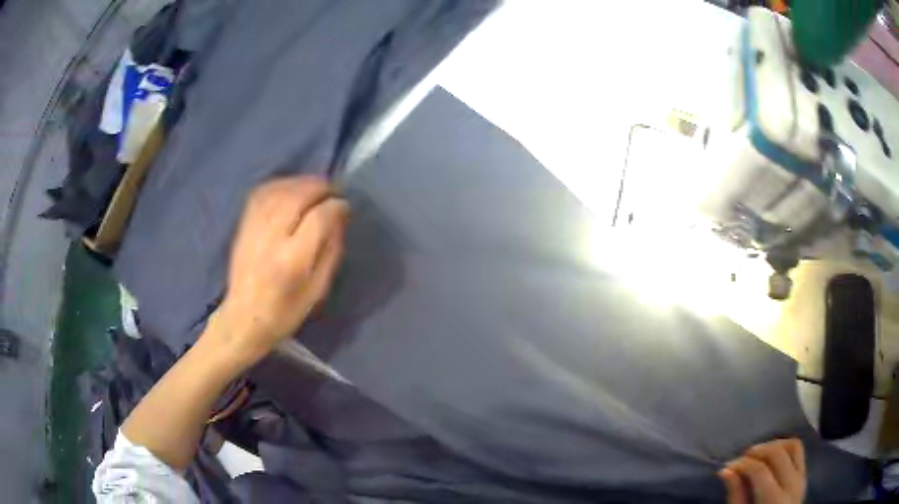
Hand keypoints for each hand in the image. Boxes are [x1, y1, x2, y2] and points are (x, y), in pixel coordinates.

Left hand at [214, 176, 348, 361]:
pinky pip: (261, 193)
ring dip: (300, 183)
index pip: (318, 217)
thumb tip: (339, 218)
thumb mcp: (318, 290)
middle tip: (332, 191)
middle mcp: (271, 238)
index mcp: (292, 259)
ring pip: (279, 190)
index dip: (336, 206)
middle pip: (297, 196)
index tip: (345, 207)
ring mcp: (253, 228)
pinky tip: (290, 189)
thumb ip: (331, 251)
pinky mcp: (243, 225)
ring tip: (315, 187)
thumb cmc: (285, 311)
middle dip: (319, 187)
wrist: (244, 318)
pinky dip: (279, 185)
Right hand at [719, 439, 805, 503]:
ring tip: (757, 454)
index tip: (727, 467)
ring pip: (793, 446)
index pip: (760, 471)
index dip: (743, 465)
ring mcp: (801, 478)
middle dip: (757, 451)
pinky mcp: (804, 475)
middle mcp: (792, 484)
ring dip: (774, 445)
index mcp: (774, 500)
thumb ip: (736, 496)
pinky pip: (798, 452)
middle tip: (740, 458)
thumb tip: (725, 471)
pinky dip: (785, 447)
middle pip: (778, 454)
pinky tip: (771, 456)